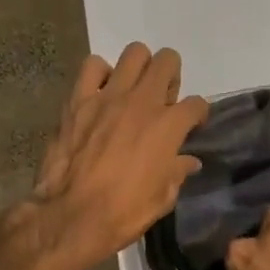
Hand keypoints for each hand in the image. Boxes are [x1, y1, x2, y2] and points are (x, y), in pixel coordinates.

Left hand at [22, 43, 209, 269]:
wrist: (72, 216)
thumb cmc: (124, 211)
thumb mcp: (163, 198)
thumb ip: (177, 172)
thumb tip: (189, 162)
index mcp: (169, 126)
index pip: (197, 104)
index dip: (198, 114)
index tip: (191, 124)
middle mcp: (143, 102)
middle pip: (168, 61)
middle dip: (171, 77)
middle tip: (162, 99)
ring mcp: (109, 96)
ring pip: (134, 53)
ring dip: (139, 68)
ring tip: (132, 89)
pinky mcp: (79, 99)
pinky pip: (92, 66)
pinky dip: (100, 74)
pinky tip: (100, 92)